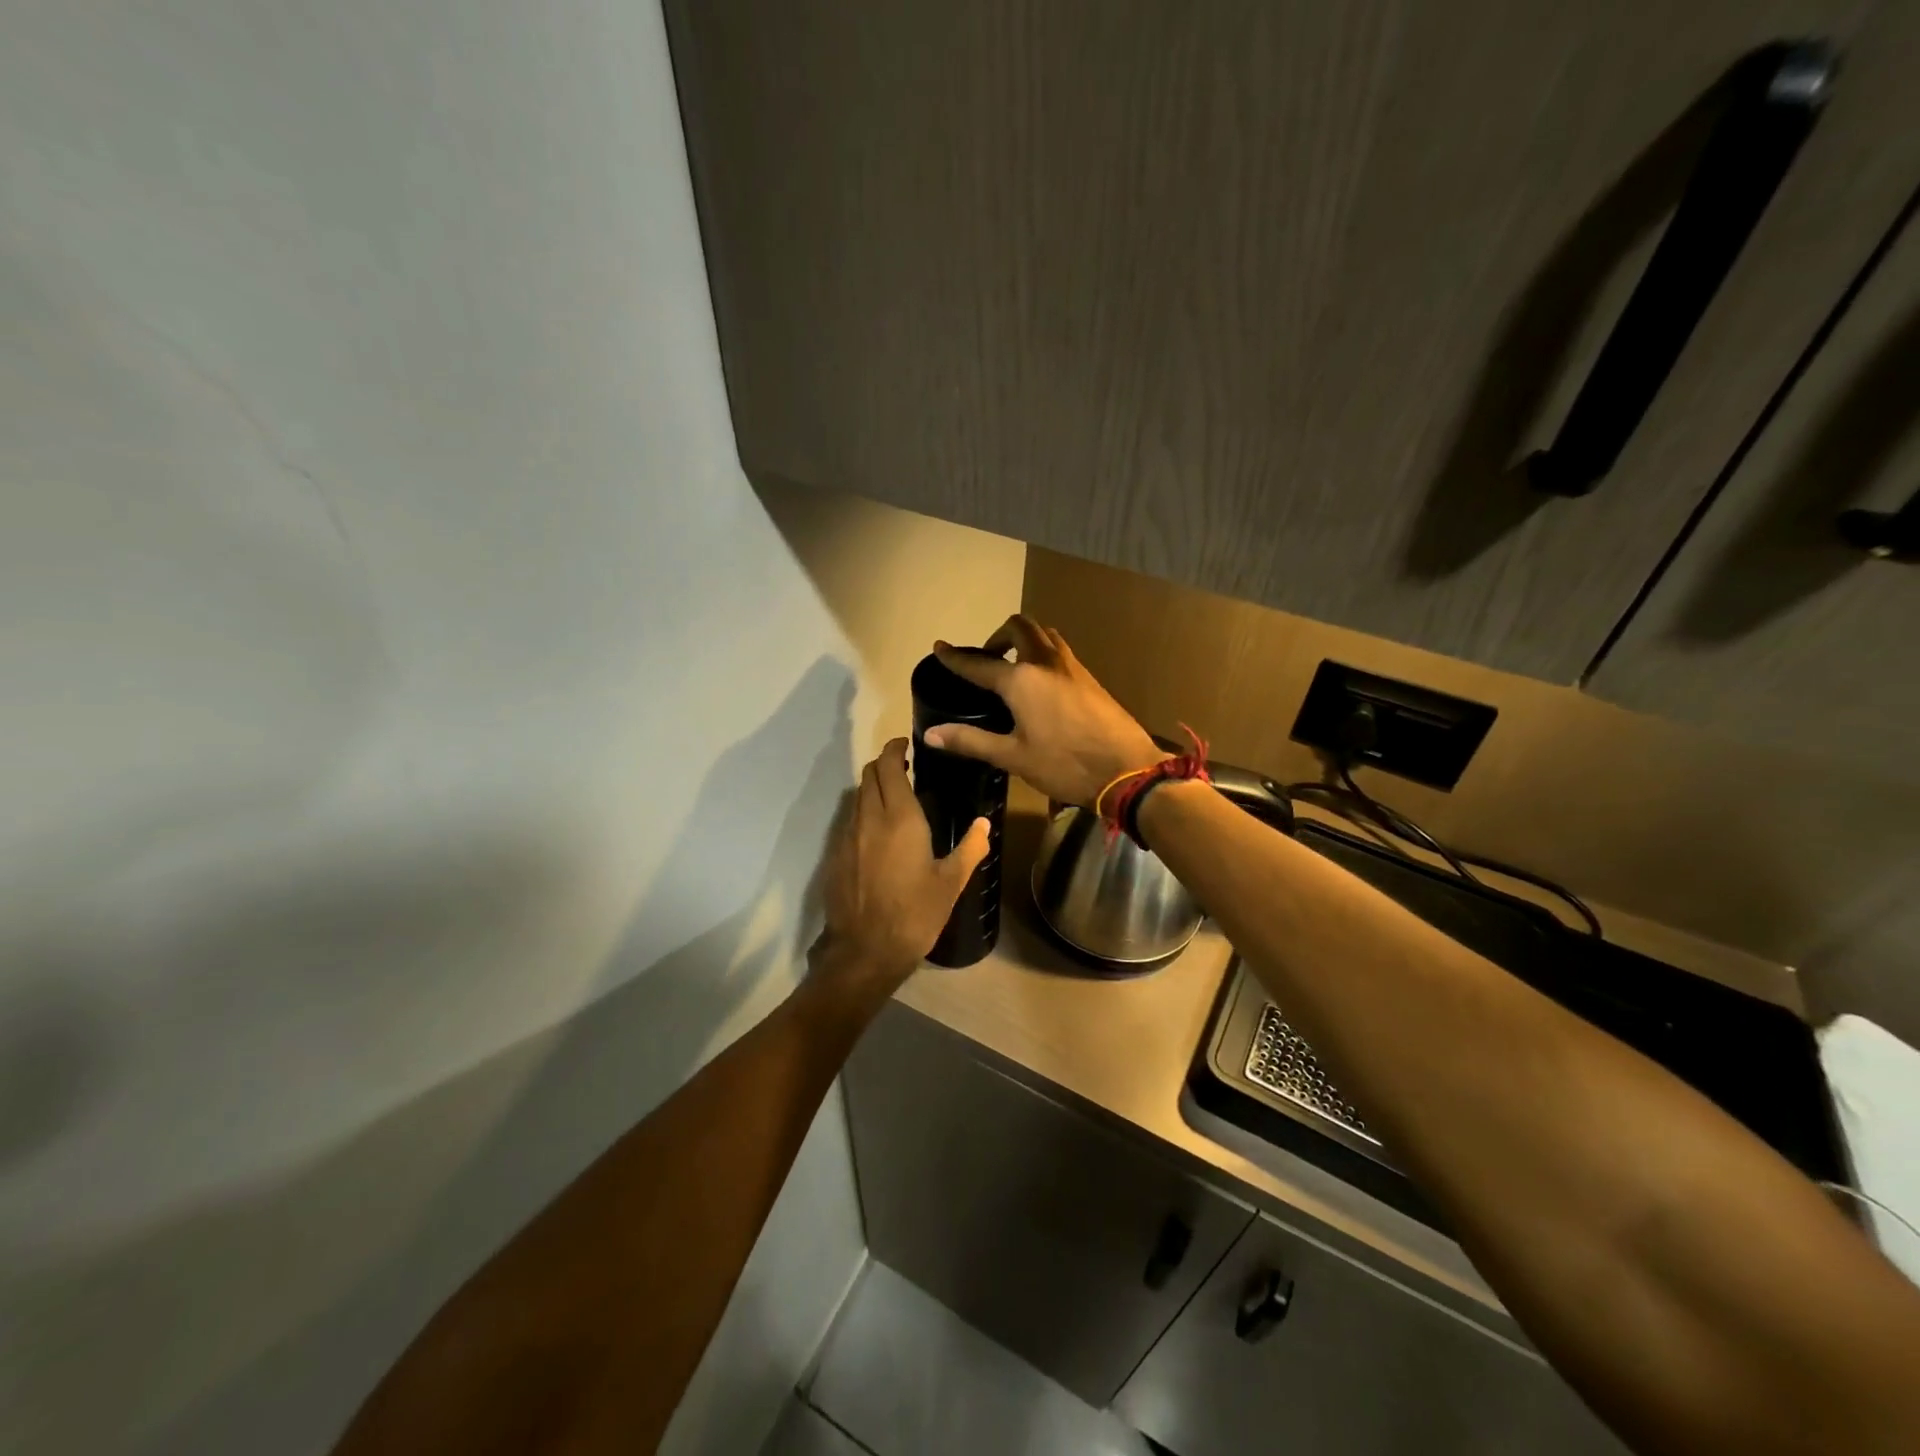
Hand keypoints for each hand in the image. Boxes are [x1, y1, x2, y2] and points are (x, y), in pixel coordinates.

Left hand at [812, 739, 990, 994]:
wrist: (866, 951)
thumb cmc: (915, 914)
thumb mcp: (951, 883)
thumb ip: (970, 848)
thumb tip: (984, 823)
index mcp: (900, 818)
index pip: (889, 767)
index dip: (895, 749)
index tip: (906, 745)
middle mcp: (869, 819)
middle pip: (869, 775)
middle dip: (884, 765)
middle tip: (904, 769)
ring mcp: (847, 837)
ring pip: (856, 797)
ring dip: (872, 788)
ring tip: (893, 799)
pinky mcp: (836, 856)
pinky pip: (849, 821)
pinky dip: (863, 813)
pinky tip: (878, 833)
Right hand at [924, 615, 1165, 807]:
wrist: (1127, 768)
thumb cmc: (1064, 765)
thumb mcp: (1013, 756)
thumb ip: (971, 740)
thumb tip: (931, 734)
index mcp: (1021, 680)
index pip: (979, 663)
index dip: (956, 657)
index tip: (940, 647)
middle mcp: (1045, 662)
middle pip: (1018, 628)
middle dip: (997, 636)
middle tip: (987, 659)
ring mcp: (1072, 666)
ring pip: (1044, 634)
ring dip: (1024, 639)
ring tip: (1013, 666)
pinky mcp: (1089, 678)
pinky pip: (1059, 650)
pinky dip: (1042, 653)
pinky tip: (1041, 684)